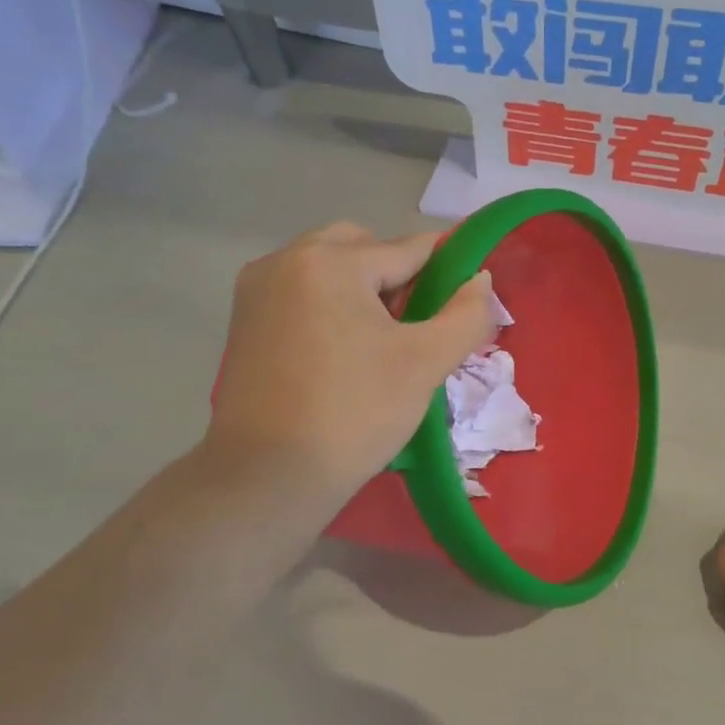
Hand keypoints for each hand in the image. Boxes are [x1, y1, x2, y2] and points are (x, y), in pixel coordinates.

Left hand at [206, 222, 497, 508]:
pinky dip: (330, 306)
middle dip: (396, 276)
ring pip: (328, 268)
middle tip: (414, 326)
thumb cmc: (354, 414)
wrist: (268, 477)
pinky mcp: (244, 321)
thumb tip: (480, 280)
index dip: (445, 270)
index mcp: (330, 262)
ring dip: (361, 289)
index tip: (465, 297)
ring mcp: (257, 289)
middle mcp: (286, 260)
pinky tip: (342, 352)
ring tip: (379, 343)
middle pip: (362, 248)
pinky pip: (301, 292)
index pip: (407, 249)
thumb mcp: (425, 363)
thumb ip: (466, 315)